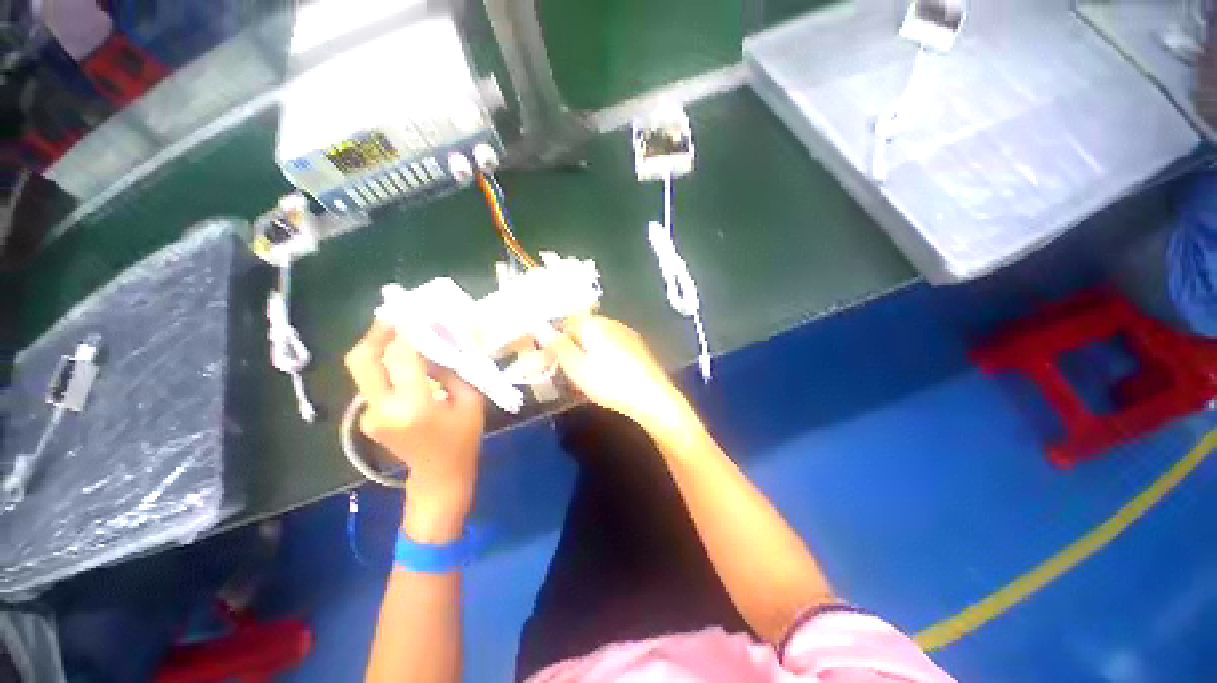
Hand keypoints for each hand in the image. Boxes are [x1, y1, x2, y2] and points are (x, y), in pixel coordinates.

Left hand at [344, 322, 484, 534]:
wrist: (440, 476)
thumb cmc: (464, 439)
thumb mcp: (470, 400)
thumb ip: (453, 369)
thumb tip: (442, 340)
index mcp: (414, 407)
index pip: (402, 357)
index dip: (406, 331)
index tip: (415, 312)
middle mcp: (382, 409)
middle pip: (362, 360)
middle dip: (376, 333)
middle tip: (395, 317)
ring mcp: (369, 415)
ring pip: (366, 369)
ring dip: (382, 348)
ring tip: (406, 337)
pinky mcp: (367, 417)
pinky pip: (375, 382)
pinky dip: (387, 367)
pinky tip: (407, 366)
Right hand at [543, 315, 693, 435]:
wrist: (653, 398)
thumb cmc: (610, 383)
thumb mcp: (577, 367)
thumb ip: (558, 346)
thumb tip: (541, 328)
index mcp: (593, 324)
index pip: (565, 320)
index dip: (553, 336)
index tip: (547, 355)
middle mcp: (610, 322)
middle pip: (582, 327)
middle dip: (569, 343)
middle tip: (563, 366)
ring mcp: (626, 333)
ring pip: (597, 336)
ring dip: (585, 349)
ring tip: (582, 371)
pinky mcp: (637, 346)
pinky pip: (611, 344)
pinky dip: (601, 353)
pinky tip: (604, 371)